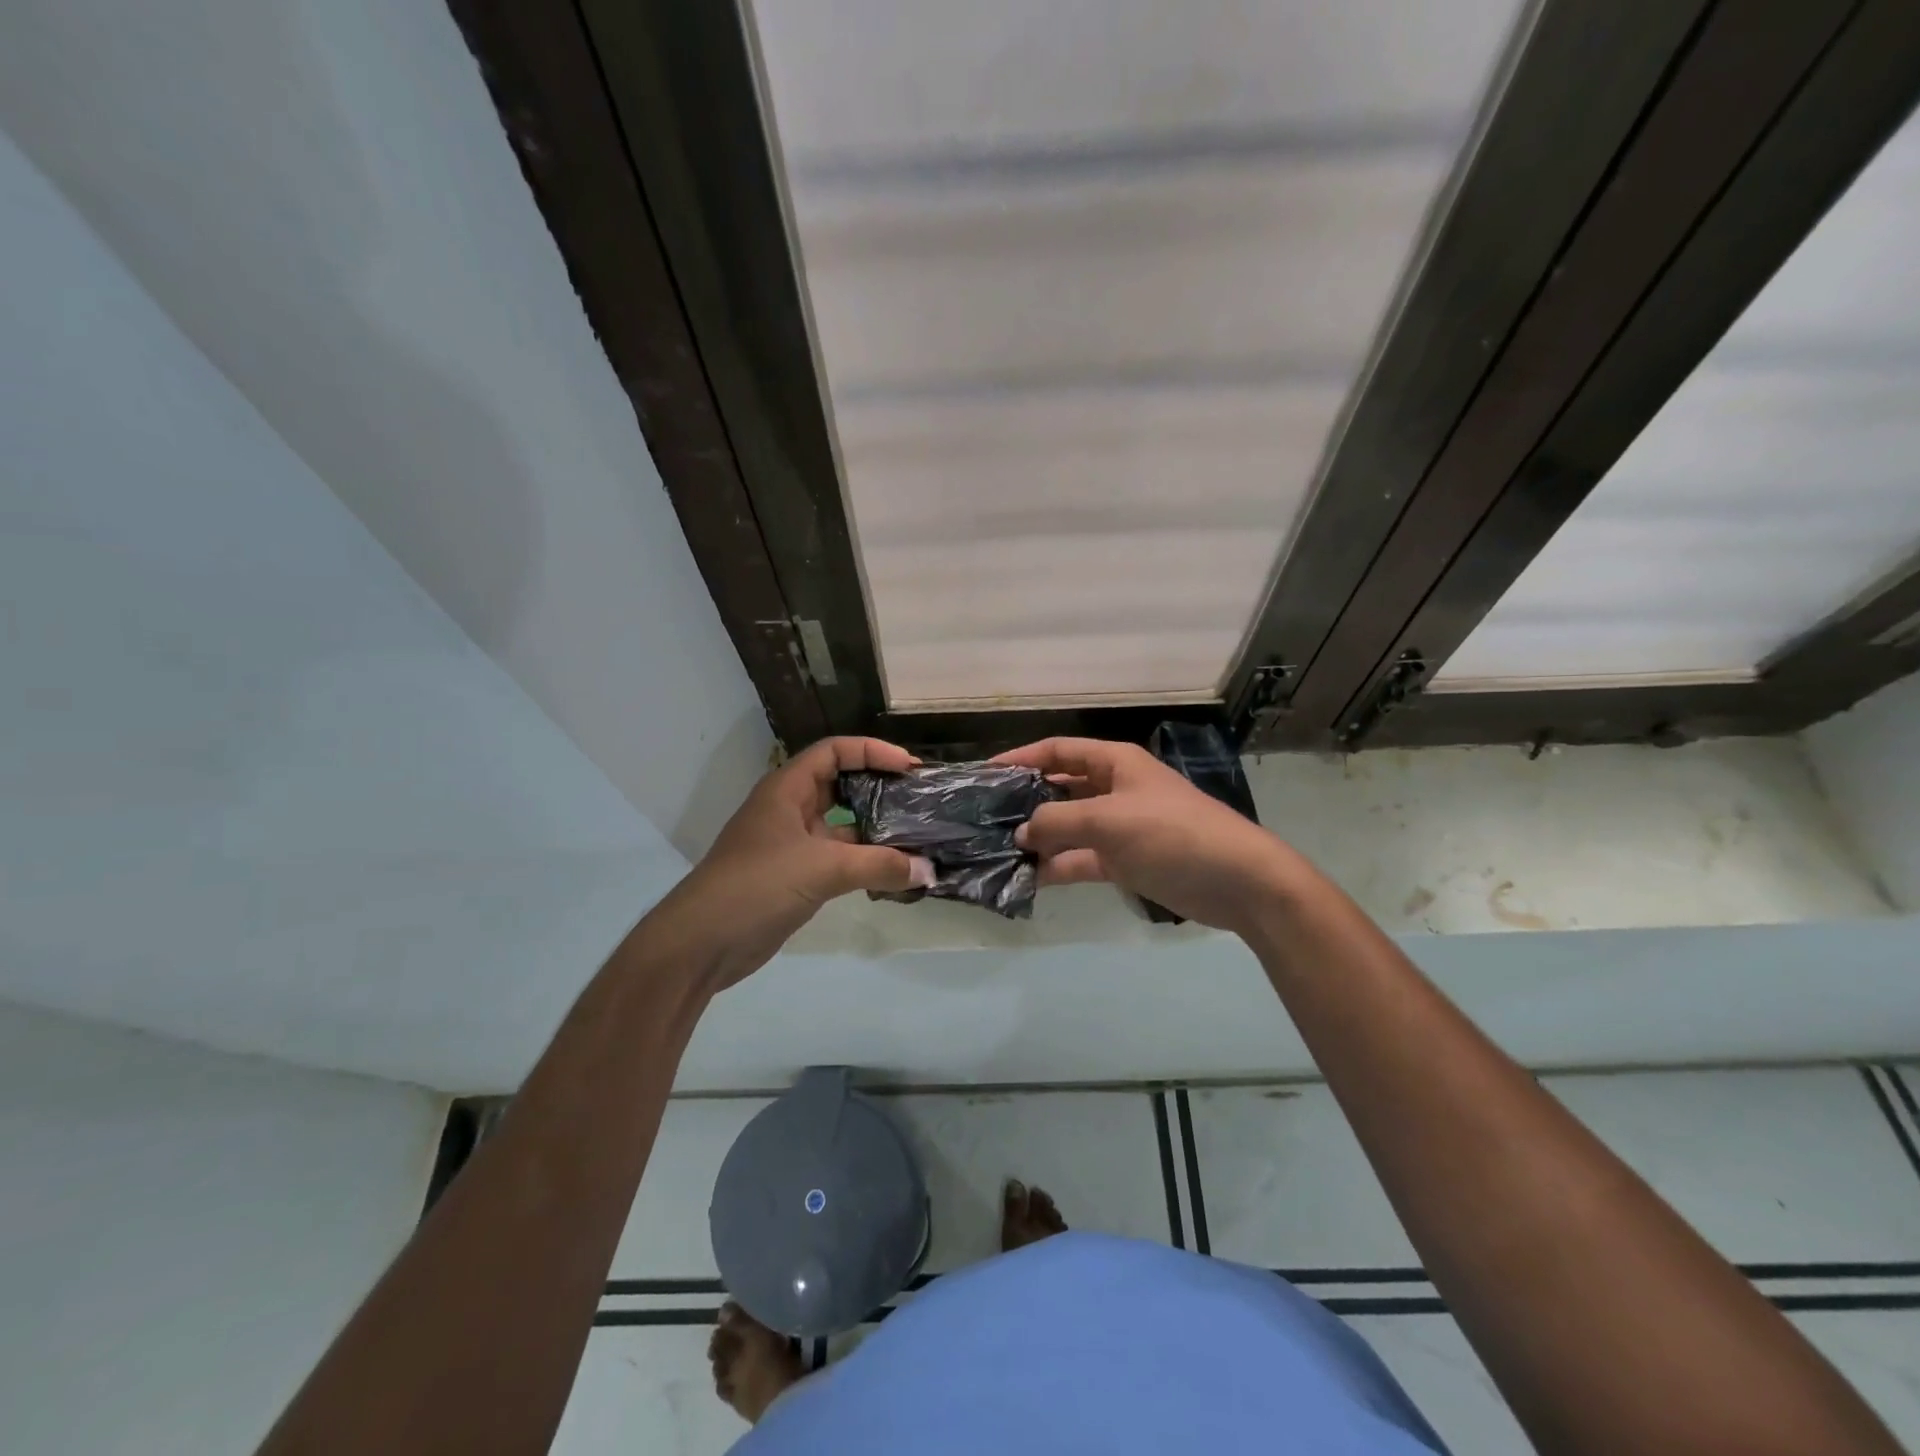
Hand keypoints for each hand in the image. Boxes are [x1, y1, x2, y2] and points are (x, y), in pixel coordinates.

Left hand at [659, 737, 934, 989]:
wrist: (702, 943)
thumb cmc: (757, 886)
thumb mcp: (822, 869)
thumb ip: (878, 866)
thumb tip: (928, 870)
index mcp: (787, 790)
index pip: (834, 751)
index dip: (872, 751)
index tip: (909, 767)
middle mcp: (790, 810)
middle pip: (840, 785)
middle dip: (878, 788)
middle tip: (917, 799)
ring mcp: (792, 845)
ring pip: (841, 826)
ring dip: (875, 830)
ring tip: (917, 836)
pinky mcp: (796, 877)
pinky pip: (838, 859)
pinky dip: (865, 862)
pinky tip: (894, 872)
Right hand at [995, 737, 1291, 934]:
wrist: (1236, 881)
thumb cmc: (1172, 833)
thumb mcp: (1109, 820)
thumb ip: (1058, 823)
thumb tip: (1020, 832)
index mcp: (1114, 763)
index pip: (1058, 751)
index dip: (1022, 757)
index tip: (985, 773)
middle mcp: (1113, 789)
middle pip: (1059, 788)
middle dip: (1025, 801)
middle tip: (984, 818)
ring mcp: (1119, 827)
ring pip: (1068, 827)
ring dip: (1038, 838)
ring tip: (995, 852)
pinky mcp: (1125, 861)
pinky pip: (1081, 858)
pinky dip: (1058, 866)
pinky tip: (1027, 878)